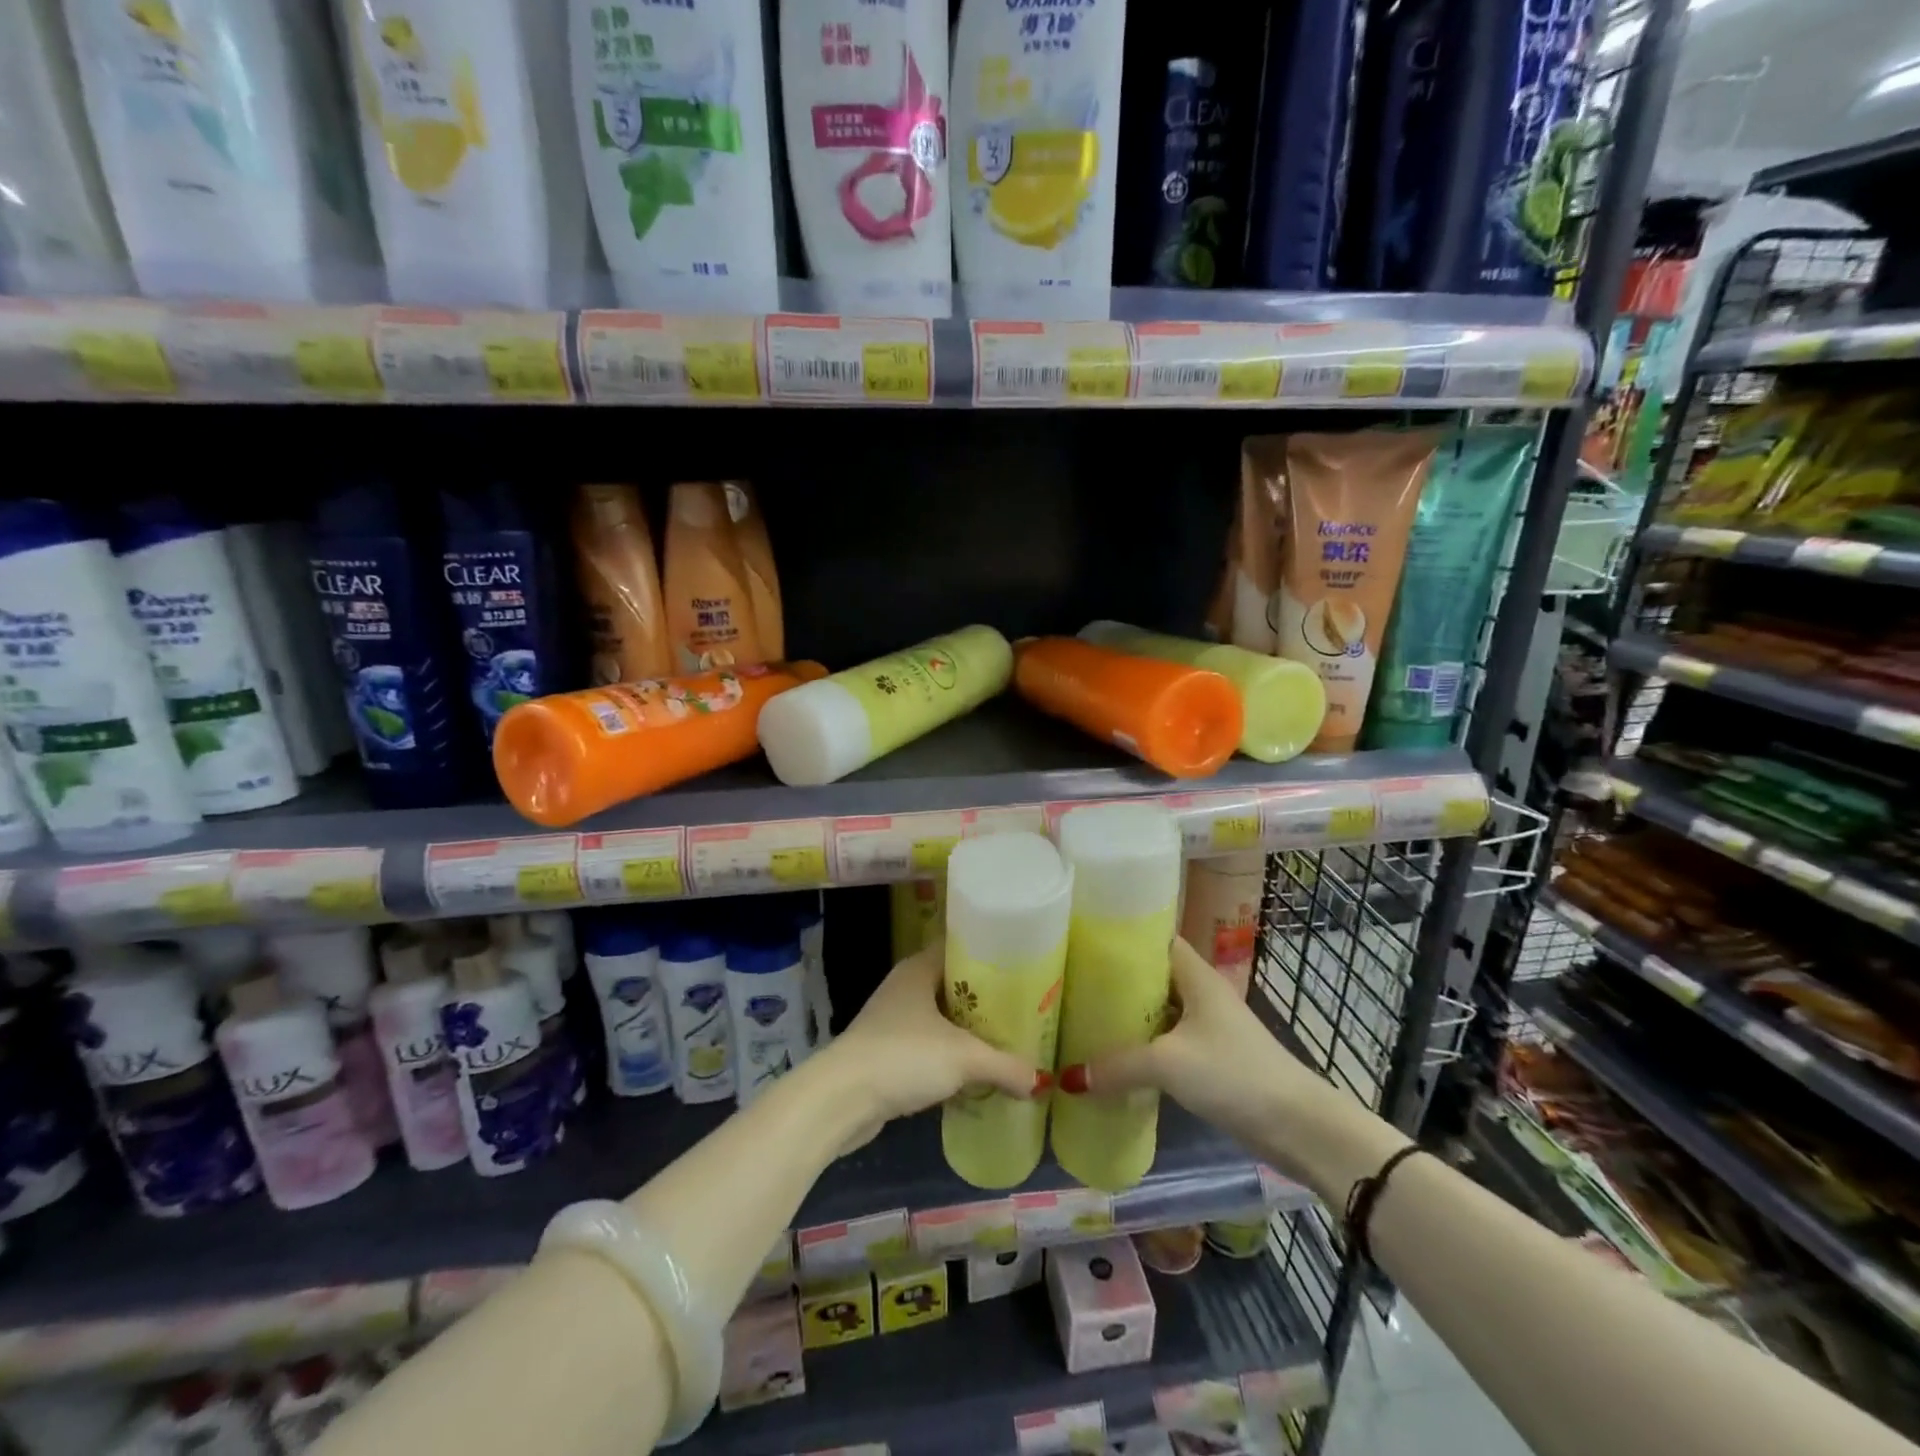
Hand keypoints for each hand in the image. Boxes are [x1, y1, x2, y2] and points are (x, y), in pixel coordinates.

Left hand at [821, 946, 1049, 1149]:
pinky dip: (949, 1057)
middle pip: (952, 985)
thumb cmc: (904, 1057)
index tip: (1021, 968)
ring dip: (966, 1031)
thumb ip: (1005, 1066)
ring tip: (1005, 1041)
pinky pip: (927, 1047)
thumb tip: (1041, 1080)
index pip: (958, 948)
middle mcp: (904, 988)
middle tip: (1022, 1009)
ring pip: (940, 1019)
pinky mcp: (886, 1054)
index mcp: (918, 970)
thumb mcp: (964, 1058)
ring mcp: (892, 1021)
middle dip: (984, 999)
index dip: (989, 955)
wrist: (842, 1099)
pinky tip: (973, 1073)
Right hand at [1055, 937, 1361, 1185]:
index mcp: (1195, 975)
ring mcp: (1206, 1026)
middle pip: (1150, 976)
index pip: (1153, 939)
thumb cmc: (1233, 1073)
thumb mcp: (1168, 1064)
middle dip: (1114, 979)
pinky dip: (1141, 1044)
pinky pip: (1165, 1039)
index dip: (1120, 936)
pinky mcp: (1209, 1057)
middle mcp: (1200, 992)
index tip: (1080, 940)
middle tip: (1070, 981)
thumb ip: (1117, 1066)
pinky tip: (1112, 1056)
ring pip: (1157, 1010)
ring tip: (1081, 1015)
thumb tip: (1068, 1078)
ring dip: (1126, 1015)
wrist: (1298, 1126)